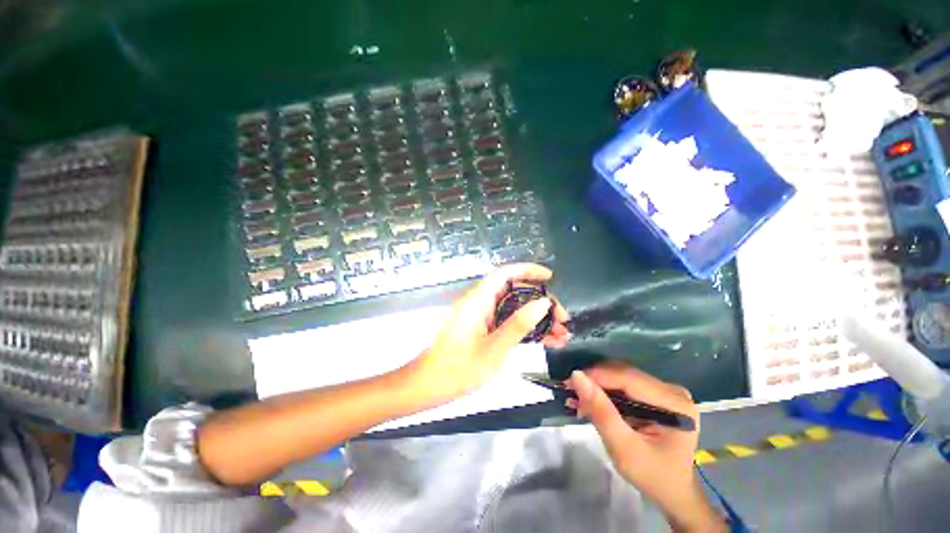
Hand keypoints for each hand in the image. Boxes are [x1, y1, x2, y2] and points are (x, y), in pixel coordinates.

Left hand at [408, 263, 570, 402]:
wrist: (430, 386)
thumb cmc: (459, 368)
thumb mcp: (494, 348)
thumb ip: (519, 324)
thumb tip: (543, 303)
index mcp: (478, 300)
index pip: (505, 274)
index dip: (528, 270)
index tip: (550, 277)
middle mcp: (480, 303)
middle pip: (514, 291)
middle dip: (540, 301)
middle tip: (562, 318)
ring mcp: (481, 316)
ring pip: (513, 308)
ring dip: (536, 318)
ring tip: (561, 333)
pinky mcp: (482, 328)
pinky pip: (506, 321)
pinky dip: (524, 328)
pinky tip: (545, 341)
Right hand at [567, 364, 726, 532]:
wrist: (673, 492)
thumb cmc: (652, 476)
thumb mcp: (623, 449)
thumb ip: (601, 412)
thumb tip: (577, 376)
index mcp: (674, 403)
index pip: (628, 378)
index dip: (596, 376)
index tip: (569, 382)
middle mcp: (672, 390)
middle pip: (624, 375)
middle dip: (595, 382)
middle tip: (571, 393)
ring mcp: (666, 391)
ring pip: (622, 377)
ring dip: (598, 386)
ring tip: (578, 398)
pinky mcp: (657, 395)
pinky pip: (625, 385)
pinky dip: (606, 392)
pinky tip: (592, 401)